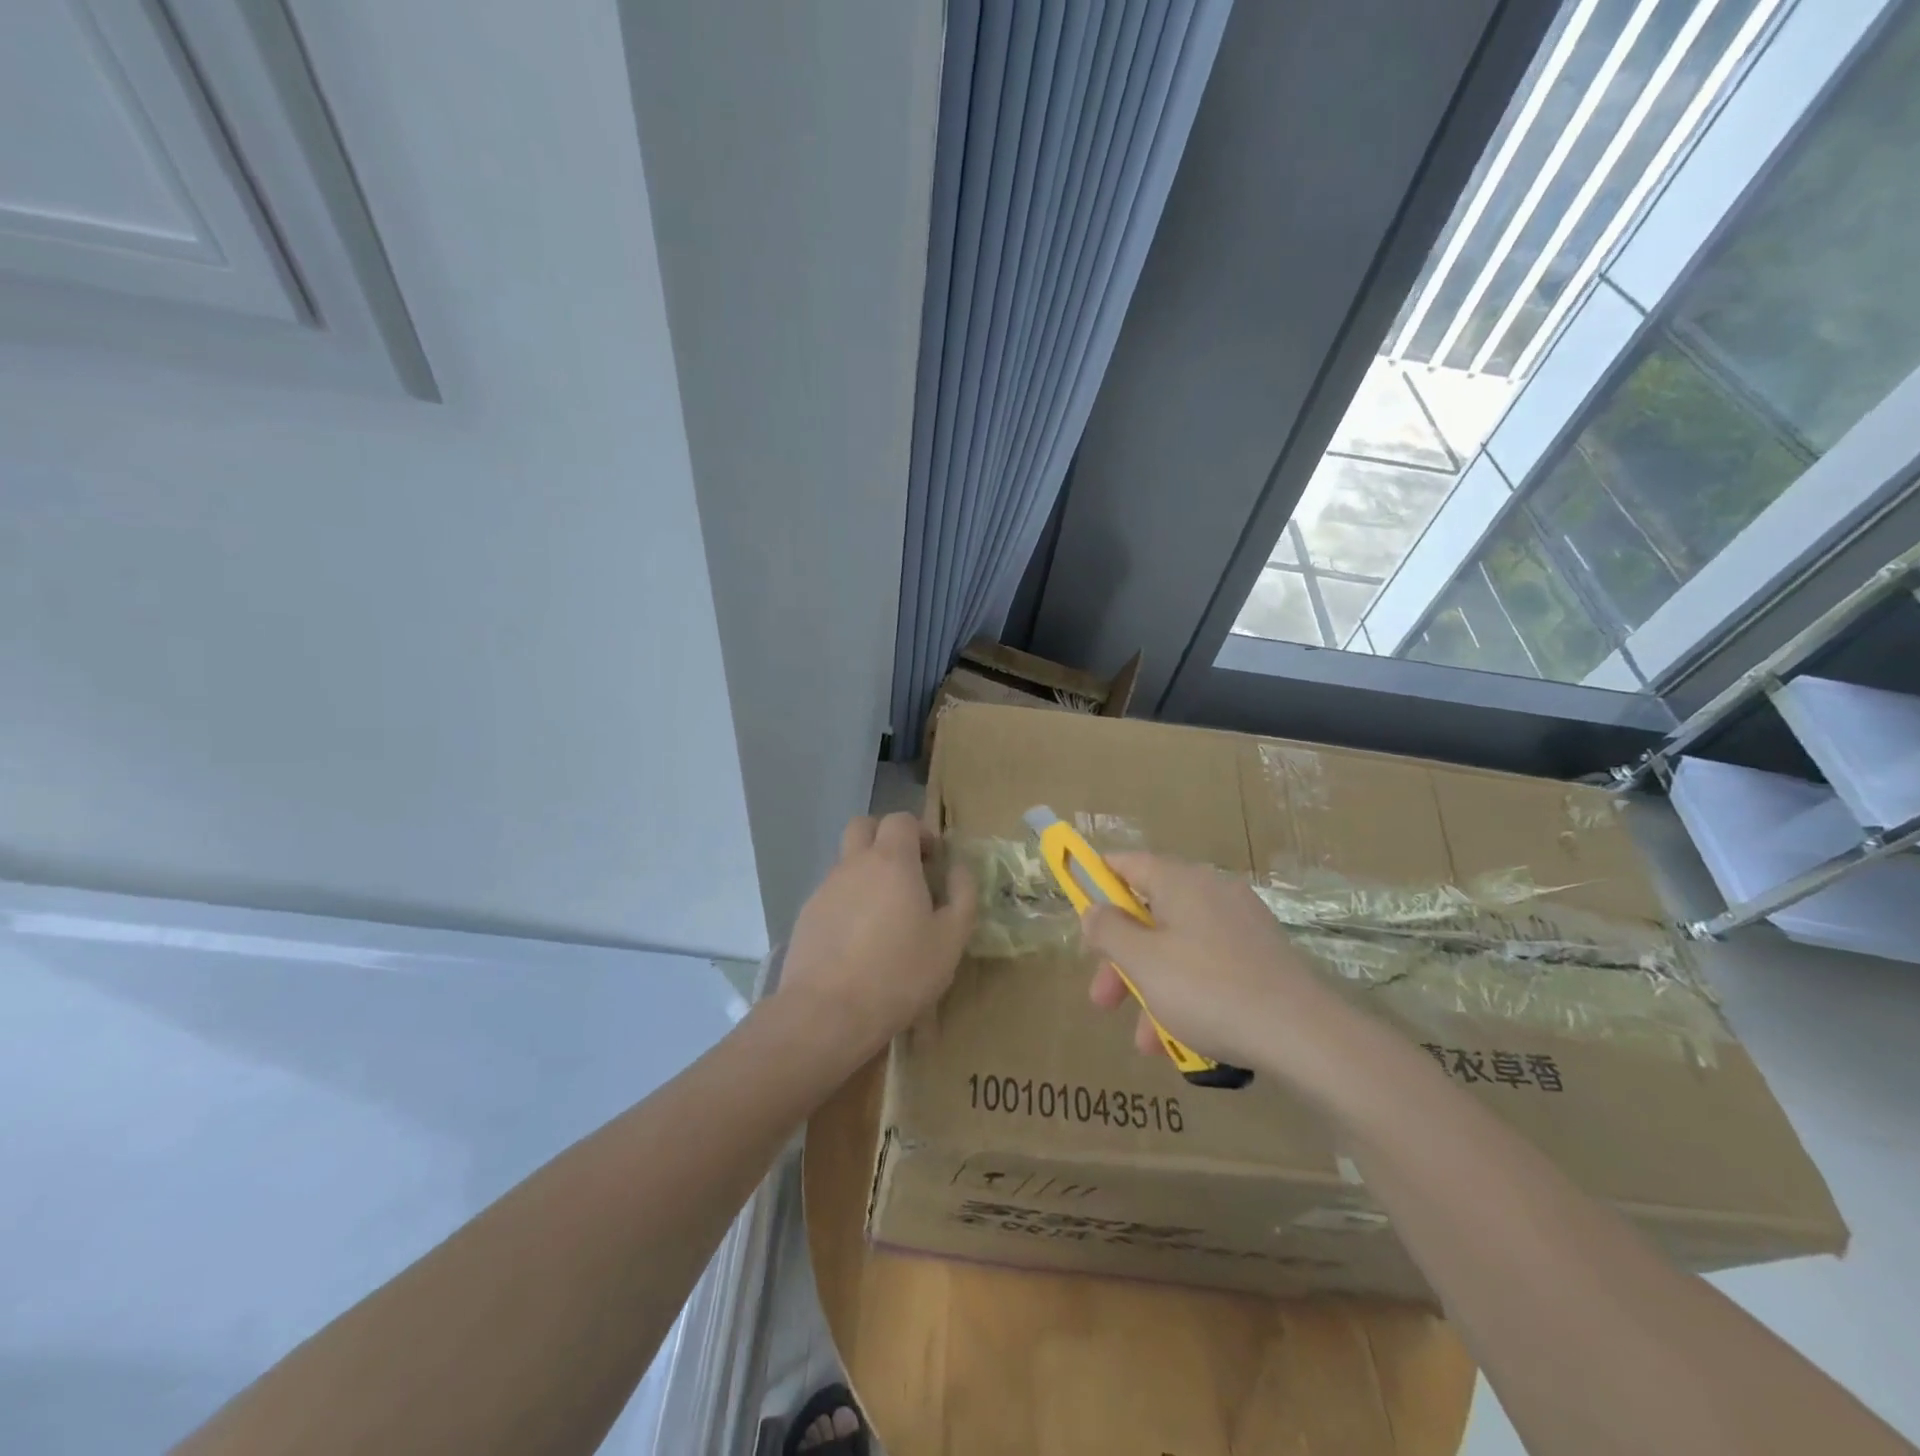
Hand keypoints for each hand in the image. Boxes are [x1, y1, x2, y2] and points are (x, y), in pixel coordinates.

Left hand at [777, 813, 975, 1061]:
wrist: (827, 1013)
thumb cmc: (899, 973)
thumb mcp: (951, 939)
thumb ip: (962, 895)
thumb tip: (959, 868)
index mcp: (891, 861)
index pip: (900, 819)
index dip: (920, 832)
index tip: (933, 860)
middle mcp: (853, 864)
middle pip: (863, 826)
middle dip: (885, 838)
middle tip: (906, 871)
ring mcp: (824, 889)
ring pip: (846, 862)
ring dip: (866, 872)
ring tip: (885, 914)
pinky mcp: (806, 917)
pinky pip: (831, 894)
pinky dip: (848, 902)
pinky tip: (859, 941)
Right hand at [1081, 852, 1347, 1077]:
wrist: (1304, 1035)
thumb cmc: (1209, 990)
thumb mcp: (1144, 962)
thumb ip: (1109, 931)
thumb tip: (1094, 910)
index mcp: (1180, 881)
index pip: (1126, 864)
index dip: (1096, 882)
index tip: (1078, 912)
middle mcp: (1211, 891)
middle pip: (1149, 913)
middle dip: (1121, 958)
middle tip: (1102, 999)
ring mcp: (1240, 924)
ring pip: (1177, 947)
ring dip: (1152, 988)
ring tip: (1145, 1042)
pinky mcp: (1260, 956)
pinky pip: (1208, 966)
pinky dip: (1186, 994)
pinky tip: (1182, 1040)